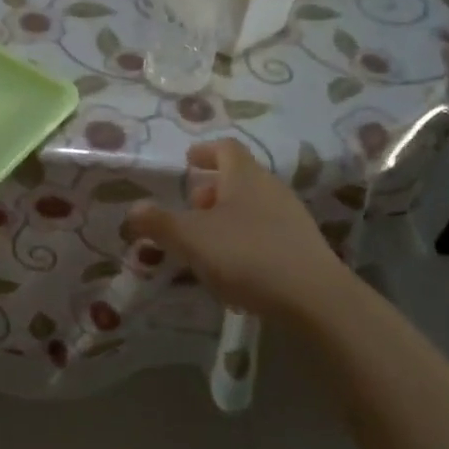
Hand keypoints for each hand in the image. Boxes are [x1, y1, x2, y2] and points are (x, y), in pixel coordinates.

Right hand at [127, 139, 348, 320]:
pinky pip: (268, 231)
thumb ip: (158, 223)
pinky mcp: (304, 248)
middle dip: (212, 188)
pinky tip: (235, 266)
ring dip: (229, 215)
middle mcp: (271, 187)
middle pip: (239, 177)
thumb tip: (133, 209)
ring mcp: (292, 218)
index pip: (225, 148)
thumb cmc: (247, 255)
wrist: (316, 300)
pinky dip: (246, 238)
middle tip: (192, 207)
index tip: (188, 162)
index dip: (204, 152)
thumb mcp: (191, 238)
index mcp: (244, 175)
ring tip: (208, 241)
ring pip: (253, 205)